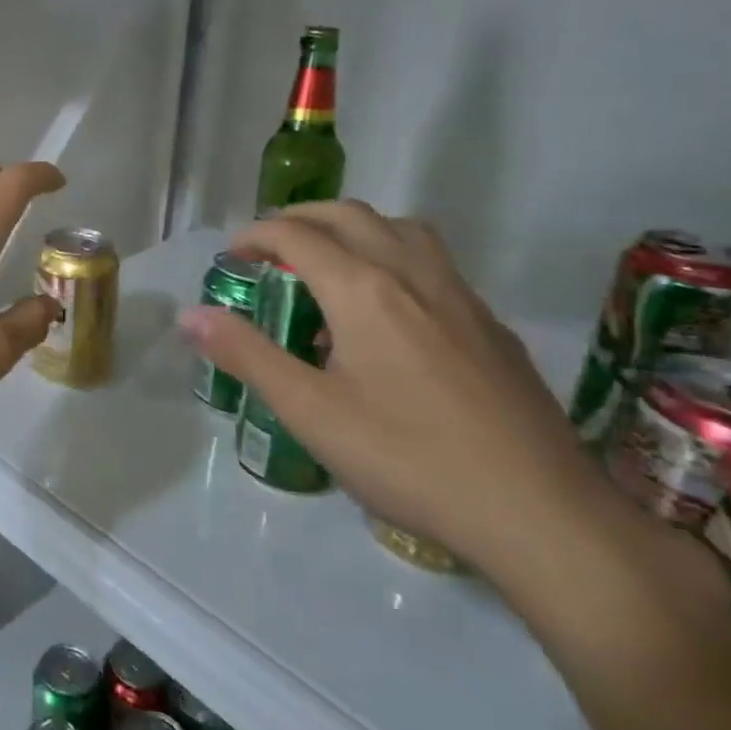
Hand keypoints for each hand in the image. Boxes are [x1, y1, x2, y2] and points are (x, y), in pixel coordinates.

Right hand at [177, 202, 619, 579]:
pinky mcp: (490, 326)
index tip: (231, 255)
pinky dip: (392, 256)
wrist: (539, 514)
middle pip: (350, 215)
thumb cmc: (408, 459)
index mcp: (364, 290)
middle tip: (268, 247)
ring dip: (353, 227)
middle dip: (300, 218)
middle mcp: (413, 275)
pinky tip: (387, 311)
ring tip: (327, 262)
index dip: (255, 235)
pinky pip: (432, 262)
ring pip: (401, 228)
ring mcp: (460, 297)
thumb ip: (247, 355)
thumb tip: (190, 315)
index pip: (297, 236)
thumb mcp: (310, 411)